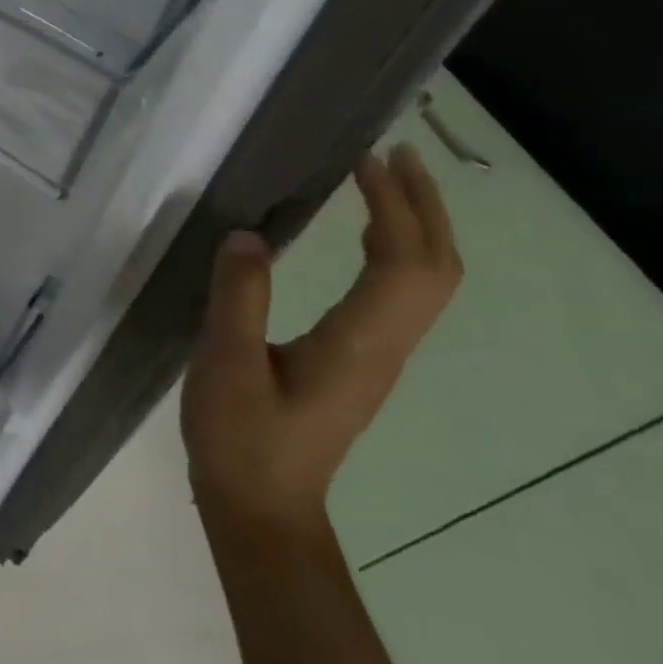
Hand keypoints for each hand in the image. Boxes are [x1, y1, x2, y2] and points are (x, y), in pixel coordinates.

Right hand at [181, 144, 462, 534]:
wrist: (262, 508)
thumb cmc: (242, 439)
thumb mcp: (227, 366)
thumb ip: (238, 299)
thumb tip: (249, 234)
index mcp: (359, 344)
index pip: (404, 263)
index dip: (395, 207)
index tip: (365, 159)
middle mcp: (384, 346)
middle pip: (435, 269)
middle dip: (423, 207)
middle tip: (393, 155)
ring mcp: (377, 356)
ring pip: (424, 281)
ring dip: (414, 224)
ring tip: (382, 180)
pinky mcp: (358, 360)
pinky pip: (397, 293)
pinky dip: (392, 249)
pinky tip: (361, 236)